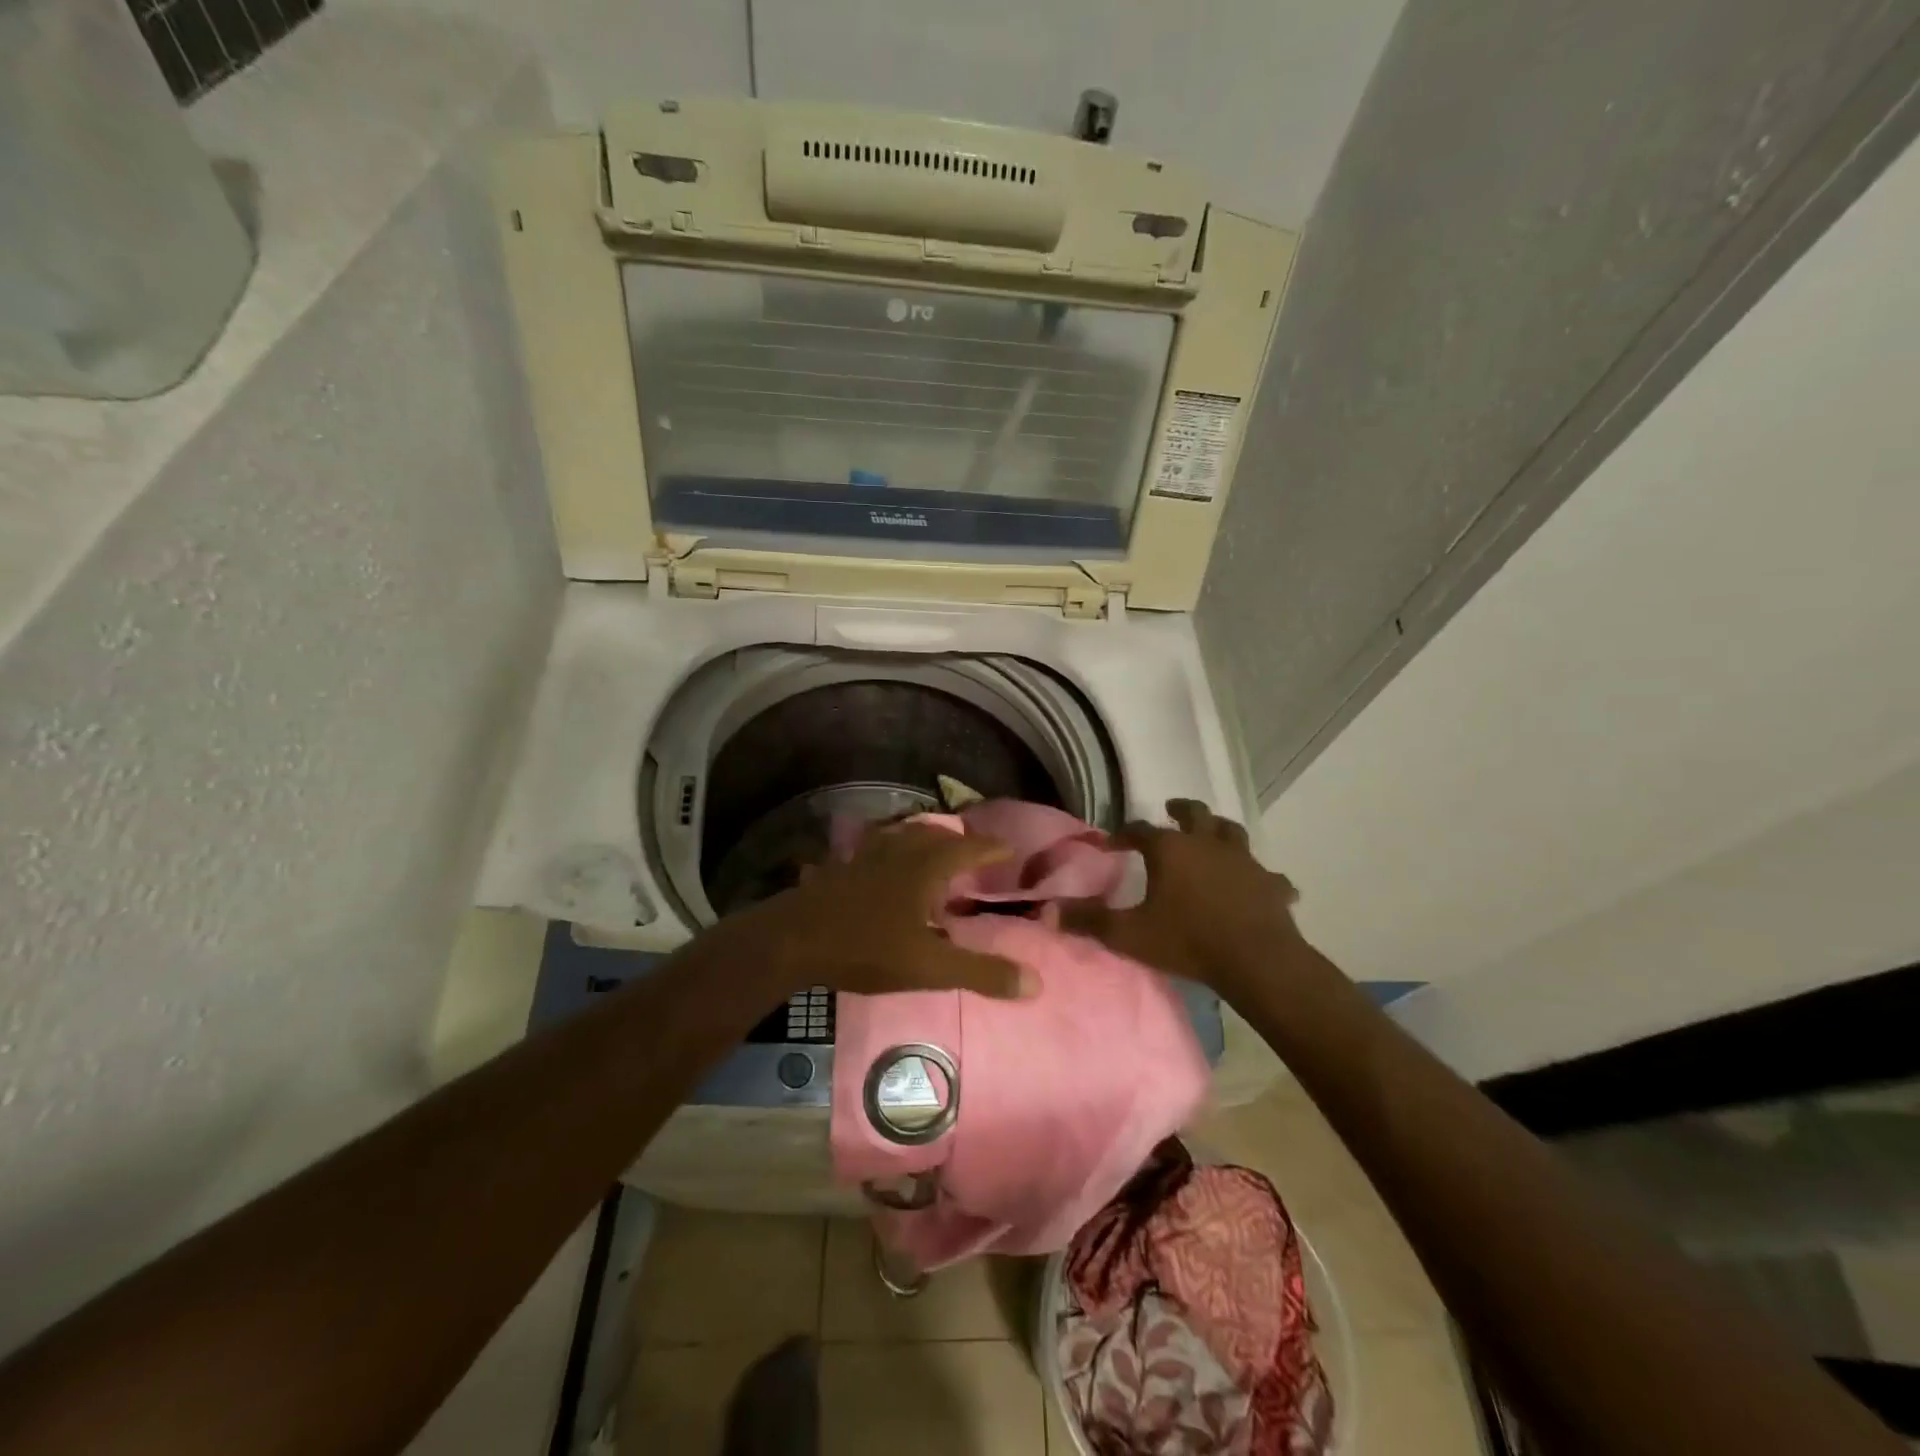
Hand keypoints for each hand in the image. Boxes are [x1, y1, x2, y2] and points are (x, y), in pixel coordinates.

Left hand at [733, 823, 1028, 998]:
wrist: (793, 940)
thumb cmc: (866, 948)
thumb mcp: (929, 968)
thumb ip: (980, 973)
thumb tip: (1035, 983)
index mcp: (924, 868)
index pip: (967, 848)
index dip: (990, 848)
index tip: (1009, 850)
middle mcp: (897, 852)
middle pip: (933, 835)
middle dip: (957, 841)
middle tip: (972, 852)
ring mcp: (864, 857)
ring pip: (901, 837)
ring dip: (922, 841)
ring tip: (931, 853)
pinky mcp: (840, 868)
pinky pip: (872, 850)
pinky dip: (887, 852)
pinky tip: (880, 868)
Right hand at [1064, 800, 1305, 996]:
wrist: (1256, 961)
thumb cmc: (1188, 942)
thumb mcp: (1129, 935)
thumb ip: (1089, 921)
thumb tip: (1049, 910)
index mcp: (1171, 850)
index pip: (1140, 830)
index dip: (1123, 834)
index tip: (1110, 843)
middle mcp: (1207, 844)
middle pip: (1194, 814)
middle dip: (1179, 810)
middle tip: (1170, 810)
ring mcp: (1244, 861)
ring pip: (1232, 832)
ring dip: (1219, 831)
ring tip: (1212, 836)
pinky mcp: (1271, 883)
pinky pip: (1268, 874)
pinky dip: (1260, 876)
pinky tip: (1260, 884)